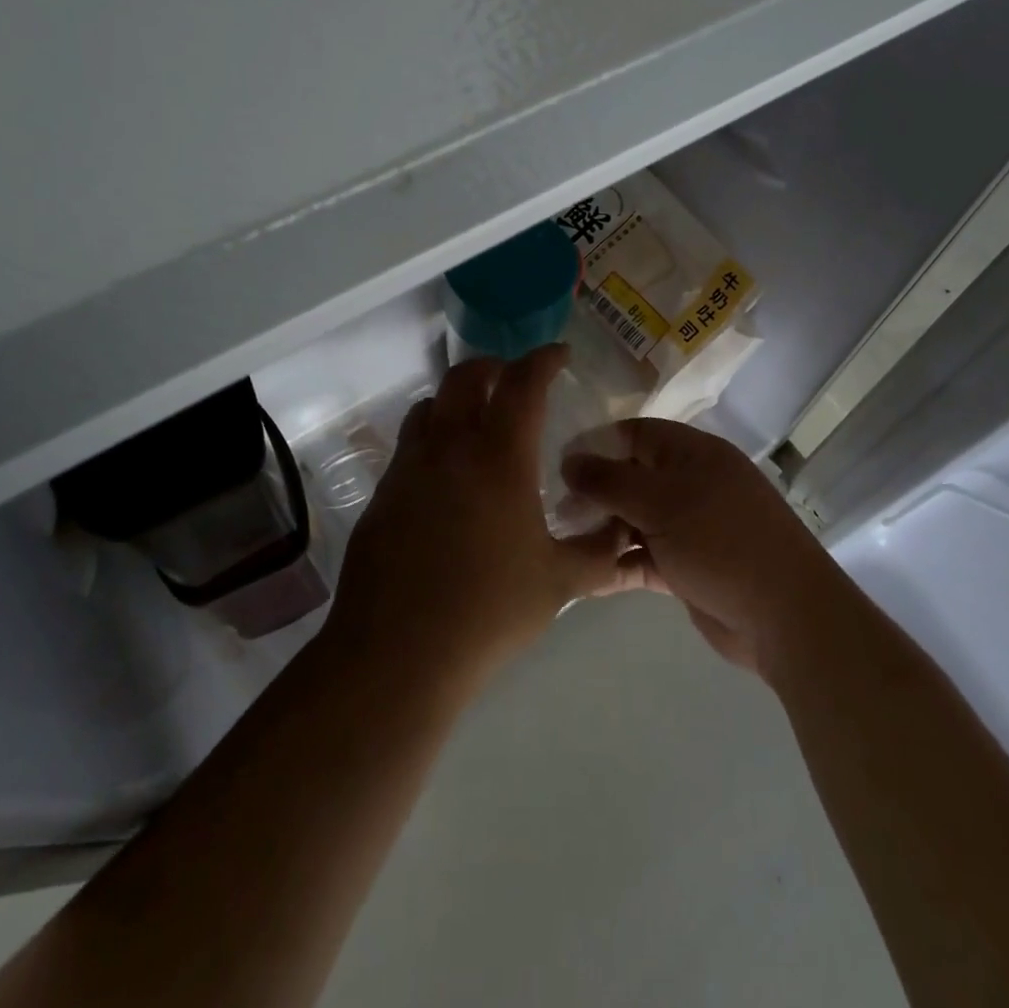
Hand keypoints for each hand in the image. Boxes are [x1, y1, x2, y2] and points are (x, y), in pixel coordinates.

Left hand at [323, 346, 643, 695]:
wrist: (398, 652)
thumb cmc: (489, 611)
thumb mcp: (560, 582)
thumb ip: (601, 552)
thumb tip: (626, 532)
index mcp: (499, 457)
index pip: (523, 384)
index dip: (544, 360)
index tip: (558, 355)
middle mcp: (449, 448)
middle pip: (465, 377)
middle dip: (494, 367)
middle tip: (516, 382)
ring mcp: (408, 468)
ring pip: (429, 406)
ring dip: (456, 399)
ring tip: (478, 423)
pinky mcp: (382, 495)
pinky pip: (409, 445)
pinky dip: (432, 438)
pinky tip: (447, 478)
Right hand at [561, 419, 843, 679]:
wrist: (784, 616)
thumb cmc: (721, 541)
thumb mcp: (660, 502)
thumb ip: (609, 480)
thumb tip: (568, 460)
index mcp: (692, 454)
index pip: (635, 434)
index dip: (596, 445)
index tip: (557, 464)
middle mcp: (690, 484)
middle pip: (631, 477)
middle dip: (595, 492)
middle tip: (555, 511)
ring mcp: (689, 527)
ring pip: (634, 519)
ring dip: (602, 530)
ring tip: (560, 541)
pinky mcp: (686, 566)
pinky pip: (642, 556)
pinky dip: (617, 563)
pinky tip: (583, 574)